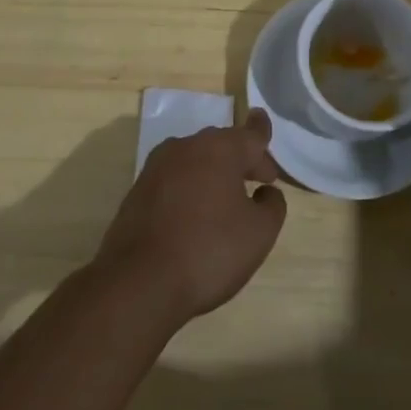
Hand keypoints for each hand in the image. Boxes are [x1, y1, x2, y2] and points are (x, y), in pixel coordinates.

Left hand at [93, 111, 286, 326]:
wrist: (138, 283)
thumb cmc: (209, 251)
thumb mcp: (259, 233)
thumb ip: (272, 205)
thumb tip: (265, 192)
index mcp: (220, 149)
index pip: (250, 134)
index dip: (262, 132)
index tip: (264, 126)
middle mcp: (187, 147)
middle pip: (222, 144)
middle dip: (241, 159)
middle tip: (257, 182)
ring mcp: (157, 167)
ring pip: (196, 160)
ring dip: (214, 173)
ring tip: (226, 200)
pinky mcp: (138, 190)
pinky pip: (174, 178)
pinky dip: (190, 187)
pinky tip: (194, 215)